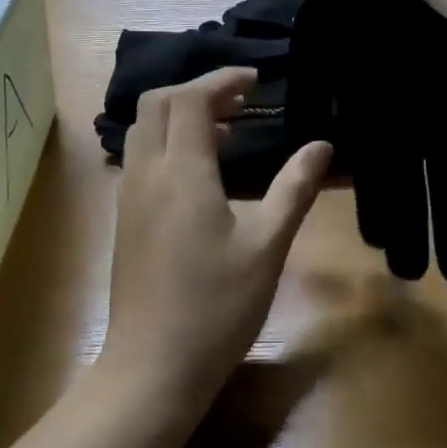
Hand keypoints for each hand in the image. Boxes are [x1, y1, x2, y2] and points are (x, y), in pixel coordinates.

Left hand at [100, 67, 331, 418]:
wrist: (152, 367)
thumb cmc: (216, 307)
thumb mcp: (267, 247)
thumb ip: (293, 190)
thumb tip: (321, 146)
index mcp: (181, 173)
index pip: (189, 99)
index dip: (222, 80)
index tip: (257, 81)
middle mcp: (146, 174)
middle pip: (156, 103)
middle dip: (197, 90)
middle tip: (242, 101)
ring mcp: (129, 197)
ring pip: (142, 129)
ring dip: (179, 115)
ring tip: (225, 130)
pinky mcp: (124, 219)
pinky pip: (140, 157)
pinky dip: (167, 141)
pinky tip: (200, 170)